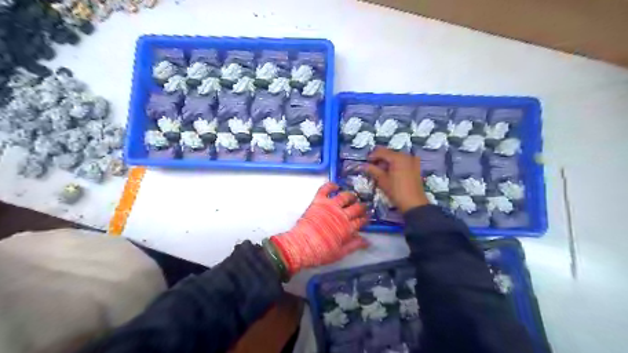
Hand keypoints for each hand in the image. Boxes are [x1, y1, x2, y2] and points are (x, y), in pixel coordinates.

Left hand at [270, 184, 369, 274]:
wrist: (301, 246)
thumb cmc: (320, 252)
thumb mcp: (340, 253)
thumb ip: (354, 245)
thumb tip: (366, 241)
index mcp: (347, 228)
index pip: (361, 221)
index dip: (365, 219)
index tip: (367, 217)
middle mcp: (341, 215)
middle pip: (356, 208)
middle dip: (362, 207)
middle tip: (363, 206)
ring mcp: (330, 206)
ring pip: (345, 196)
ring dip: (350, 195)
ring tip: (352, 196)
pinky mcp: (318, 201)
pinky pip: (325, 189)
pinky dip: (331, 185)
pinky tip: (335, 186)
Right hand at [367, 146, 429, 212]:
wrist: (414, 204)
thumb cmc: (396, 191)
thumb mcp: (382, 180)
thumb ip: (372, 170)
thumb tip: (363, 165)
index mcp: (397, 157)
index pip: (381, 152)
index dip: (372, 156)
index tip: (365, 161)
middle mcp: (406, 155)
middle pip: (389, 153)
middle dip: (380, 158)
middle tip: (372, 166)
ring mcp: (412, 160)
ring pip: (396, 157)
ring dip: (387, 161)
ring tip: (380, 170)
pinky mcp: (416, 167)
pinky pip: (403, 161)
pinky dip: (395, 164)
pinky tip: (391, 171)